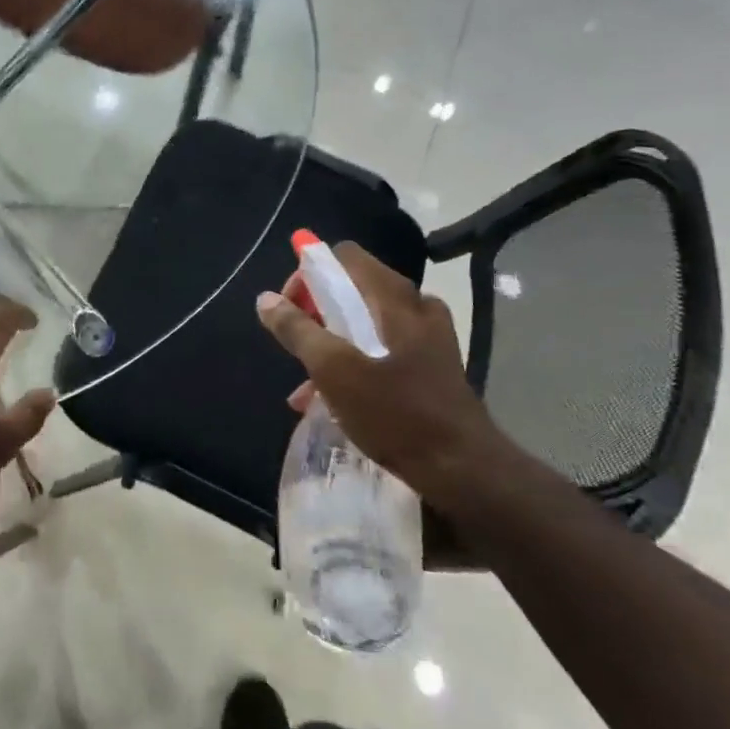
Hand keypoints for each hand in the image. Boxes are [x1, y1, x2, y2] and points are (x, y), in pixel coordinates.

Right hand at [256, 242, 523, 566]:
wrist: (464, 470)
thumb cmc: (396, 414)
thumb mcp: (334, 372)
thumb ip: (298, 331)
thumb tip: (265, 299)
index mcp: (394, 297)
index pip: (343, 257)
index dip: (309, 276)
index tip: (291, 312)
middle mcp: (415, 306)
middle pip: (353, 288)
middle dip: (317, 314)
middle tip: (298, 348)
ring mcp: (428, 336)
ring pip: (366, 322)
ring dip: (332, 343)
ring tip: (305, 384)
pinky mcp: (432, 365)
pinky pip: (384, 348)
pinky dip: (355, 362)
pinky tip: (332, 401)